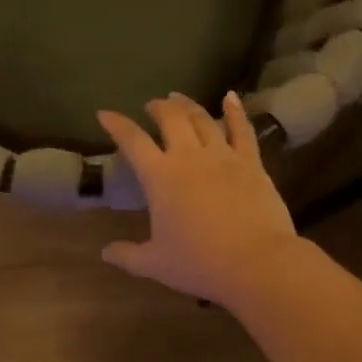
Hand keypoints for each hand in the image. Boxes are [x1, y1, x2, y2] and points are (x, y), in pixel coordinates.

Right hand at [97, 92, 308, 309]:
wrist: (257, 263)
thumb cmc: (199, 263)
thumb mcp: (155, 264)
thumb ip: (127, 255)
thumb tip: (105, 253)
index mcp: (160, 177)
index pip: (132, 141)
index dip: (116, 124)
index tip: (105, 114)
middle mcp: (189, 156)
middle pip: (171, 119)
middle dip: (157, 107)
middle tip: (151, 106)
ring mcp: (223, 156)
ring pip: (203, 119)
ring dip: (188, 104)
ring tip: (179, 98)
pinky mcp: (251, 163)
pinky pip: (242, 130)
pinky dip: (235, 110)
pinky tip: (231, 97)